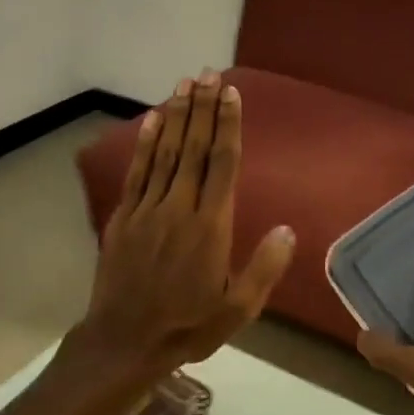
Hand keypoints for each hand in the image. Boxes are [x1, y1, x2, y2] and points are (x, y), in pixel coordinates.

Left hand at [75, 71, 295, 377]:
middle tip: (208, 73)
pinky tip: (150, 120)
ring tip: (185, 84)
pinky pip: (137, 172)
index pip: (222, 164)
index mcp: (210, 227)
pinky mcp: (124, 217)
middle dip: (203, 108)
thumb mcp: (238, 309)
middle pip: (193, 148)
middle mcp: (179, 208)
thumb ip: (264, 268)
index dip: (227, 125)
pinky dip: (144, 144)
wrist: (126, 341)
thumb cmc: (188, 326)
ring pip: (164, 153)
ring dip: (175, 116)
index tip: (231, 94)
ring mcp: (147, 210)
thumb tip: (289, 229)